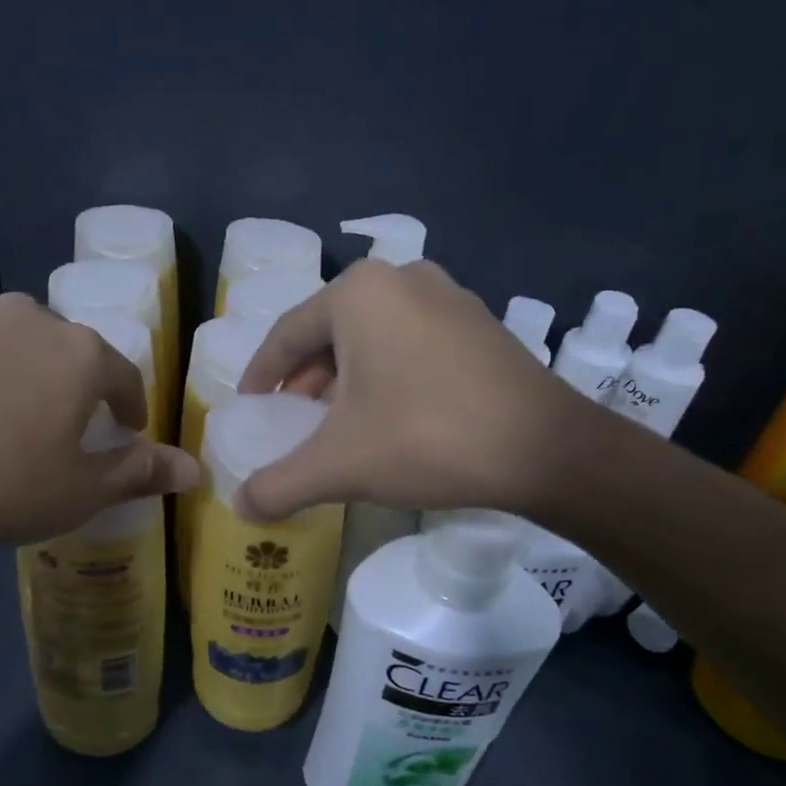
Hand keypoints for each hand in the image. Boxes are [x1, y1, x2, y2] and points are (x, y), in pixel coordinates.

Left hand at [0, 295, 196, 584]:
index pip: (124, 375)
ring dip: (21, 379)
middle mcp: (27, 319)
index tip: (127, 432)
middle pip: (68, 352)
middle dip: (75, 388)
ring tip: (2, 425)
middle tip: (62, 432)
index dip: (131, 407)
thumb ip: (140, 473)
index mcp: (78, 353)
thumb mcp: (77, 493)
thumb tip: (194, 470)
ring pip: (13, 347)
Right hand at [235, 260, 594, 520]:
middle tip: (292, 417)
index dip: (260, 374)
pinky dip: (387, 371)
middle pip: (329, 331)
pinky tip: (390, 412)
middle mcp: (400, 278)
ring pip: (372, 336)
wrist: (546, 450)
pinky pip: (410, 340)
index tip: (248, 404)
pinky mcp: (478, 321)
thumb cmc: (426, 438)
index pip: (286, 334)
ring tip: (337, 420)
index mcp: (357, 294)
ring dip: (346, 376)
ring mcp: (447, 295)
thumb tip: (239, 507)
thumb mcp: (339, 465)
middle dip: (305, 377)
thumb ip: (279, 484)